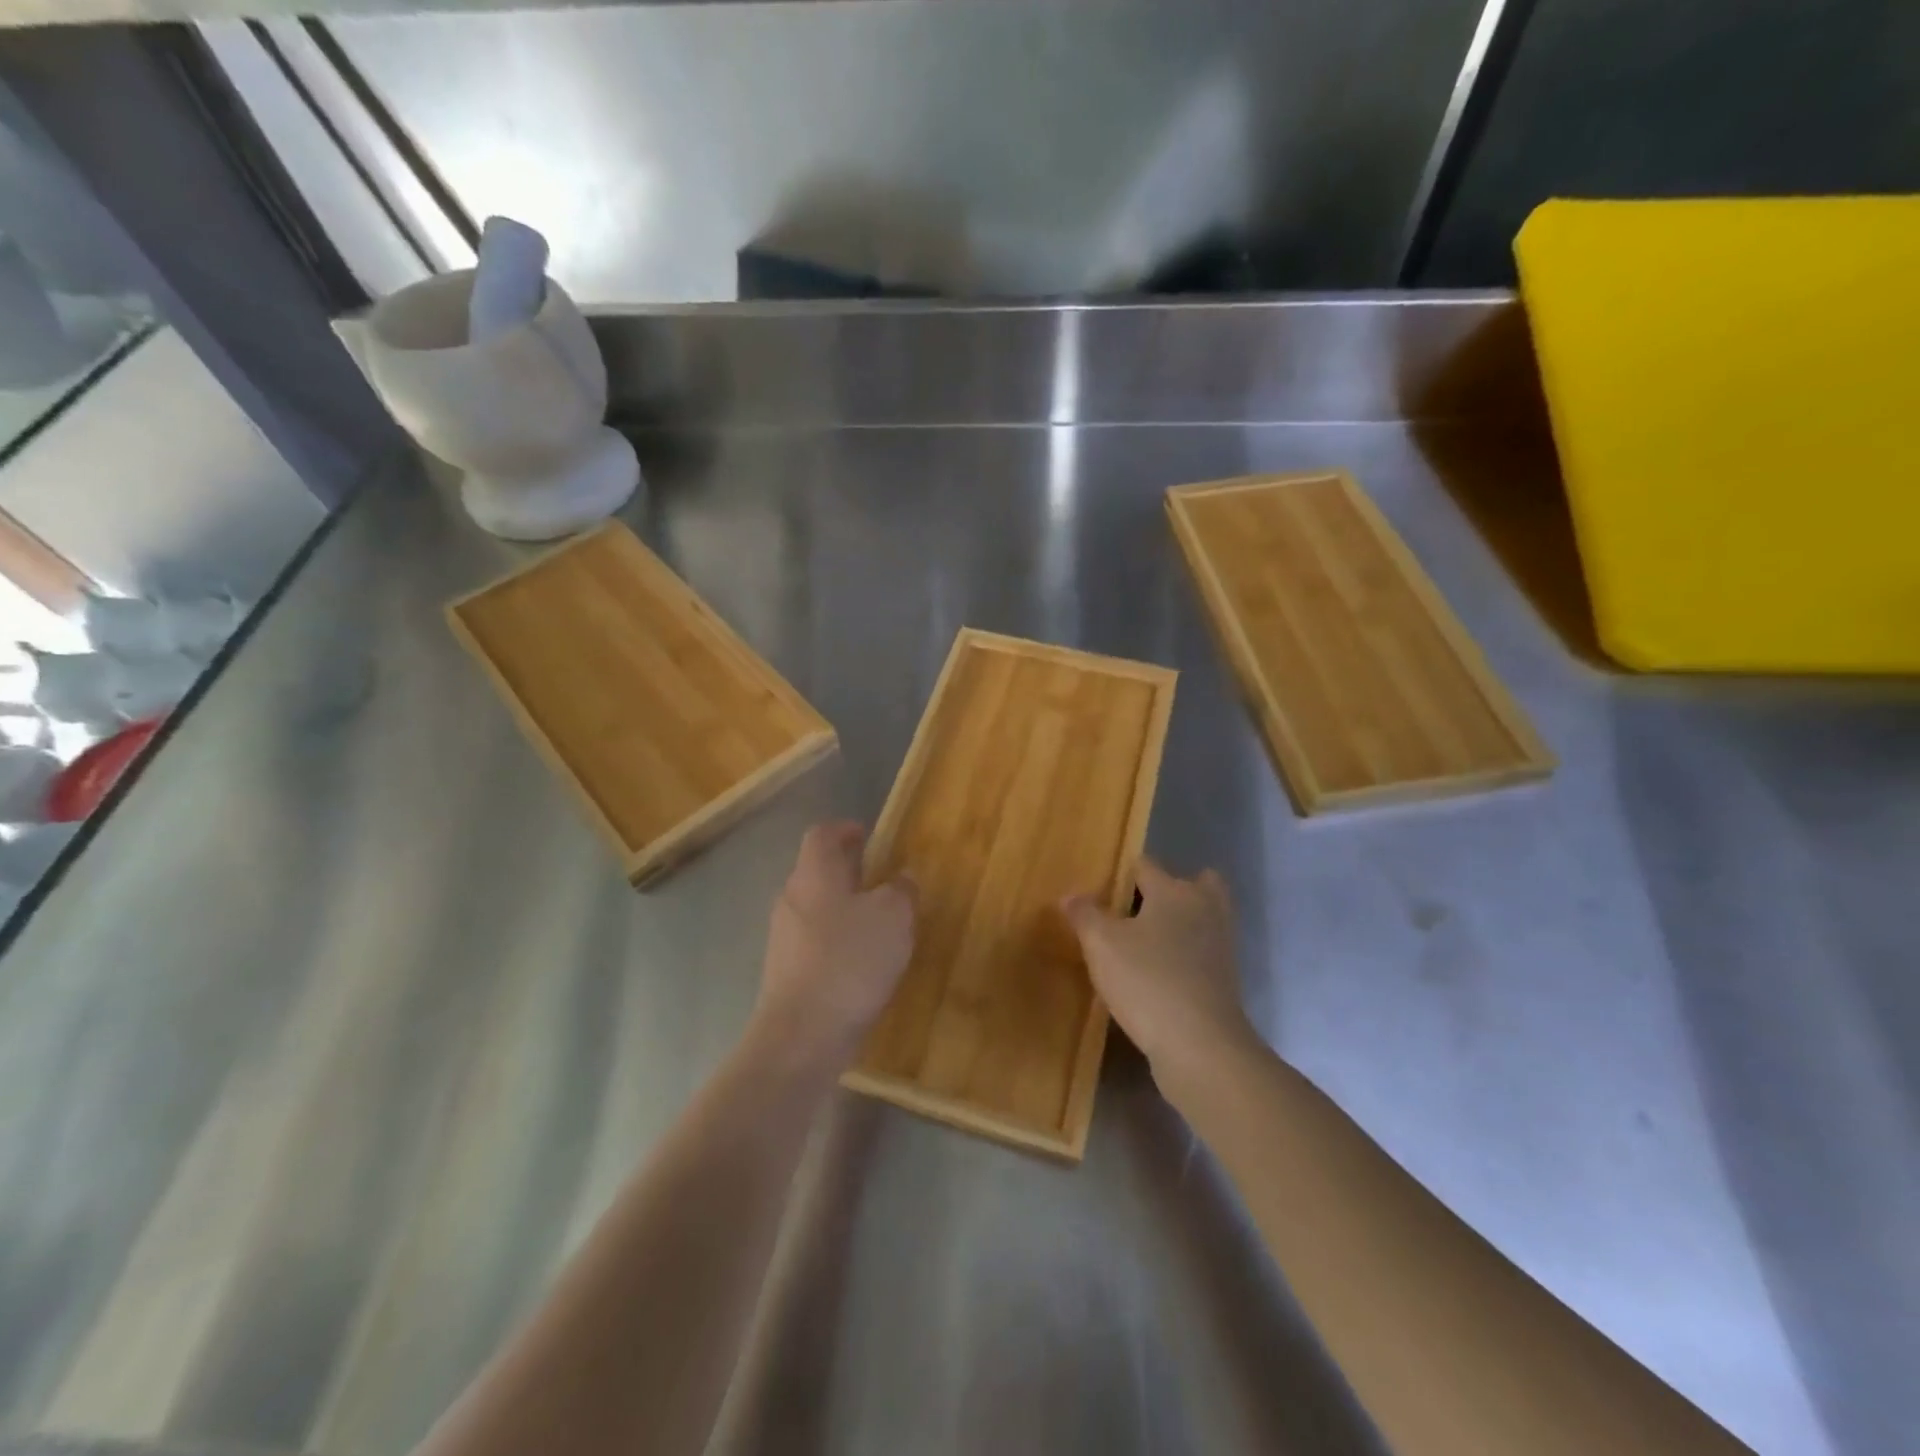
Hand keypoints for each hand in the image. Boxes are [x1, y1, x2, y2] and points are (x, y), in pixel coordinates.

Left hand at [752, 821, 915, 1069]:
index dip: (845, 829)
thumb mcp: (893, 918)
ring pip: (816, 907)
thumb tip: (903, 877)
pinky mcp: (786, 971)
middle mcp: (792, 898)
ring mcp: (784, 937)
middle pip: (817, 870)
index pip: (822, 835)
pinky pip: (814, 941)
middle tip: (882, 879)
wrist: (802, 1035)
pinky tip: (863, 962)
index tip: (868, 835)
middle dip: (848, 870)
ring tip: (879, 922)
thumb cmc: (849, 961)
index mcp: (814, 874)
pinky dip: (838, 939)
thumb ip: (902, 891)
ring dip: (844, 906)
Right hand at [1063, 859, 1256, 1086]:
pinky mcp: (1225, 978)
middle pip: (1192, 883)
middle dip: (1166, 889)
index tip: (1100, 889)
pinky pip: (1202, 949)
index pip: (1145, 865)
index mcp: (1174, 891)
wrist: (1200, 1045)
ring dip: (1178, 922)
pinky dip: (1185, 952)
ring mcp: (1220, 944)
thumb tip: (1071, 894)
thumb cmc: (1147, 981)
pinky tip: (1157, 970)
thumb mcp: (1101, 945)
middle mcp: (1204, 908)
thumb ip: (1085, 914)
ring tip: (1143, 941)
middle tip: (1133, 909)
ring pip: (1201, 917)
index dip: (1121, 872)